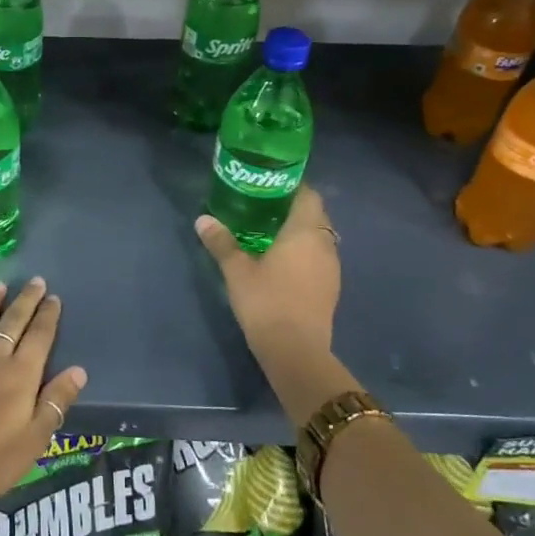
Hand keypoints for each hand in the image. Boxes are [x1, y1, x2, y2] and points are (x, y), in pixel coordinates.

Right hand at [195, 187, 340, 361]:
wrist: (296, 351)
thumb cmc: (266, 302)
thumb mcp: (236, 271)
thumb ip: (221, 242)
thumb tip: (203, 220)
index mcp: (305, 232)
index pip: (307, 195)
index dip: (291, 186)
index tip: (268, 184)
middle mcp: (325, 244)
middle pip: (314, 215)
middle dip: (291, 208)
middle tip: (261, 207)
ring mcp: (331, 268)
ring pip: (318, 238)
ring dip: (298, 232)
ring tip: (268, 233)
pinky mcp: (330, 288)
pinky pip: (318, 258)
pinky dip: (303, 253)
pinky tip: (281, 262)